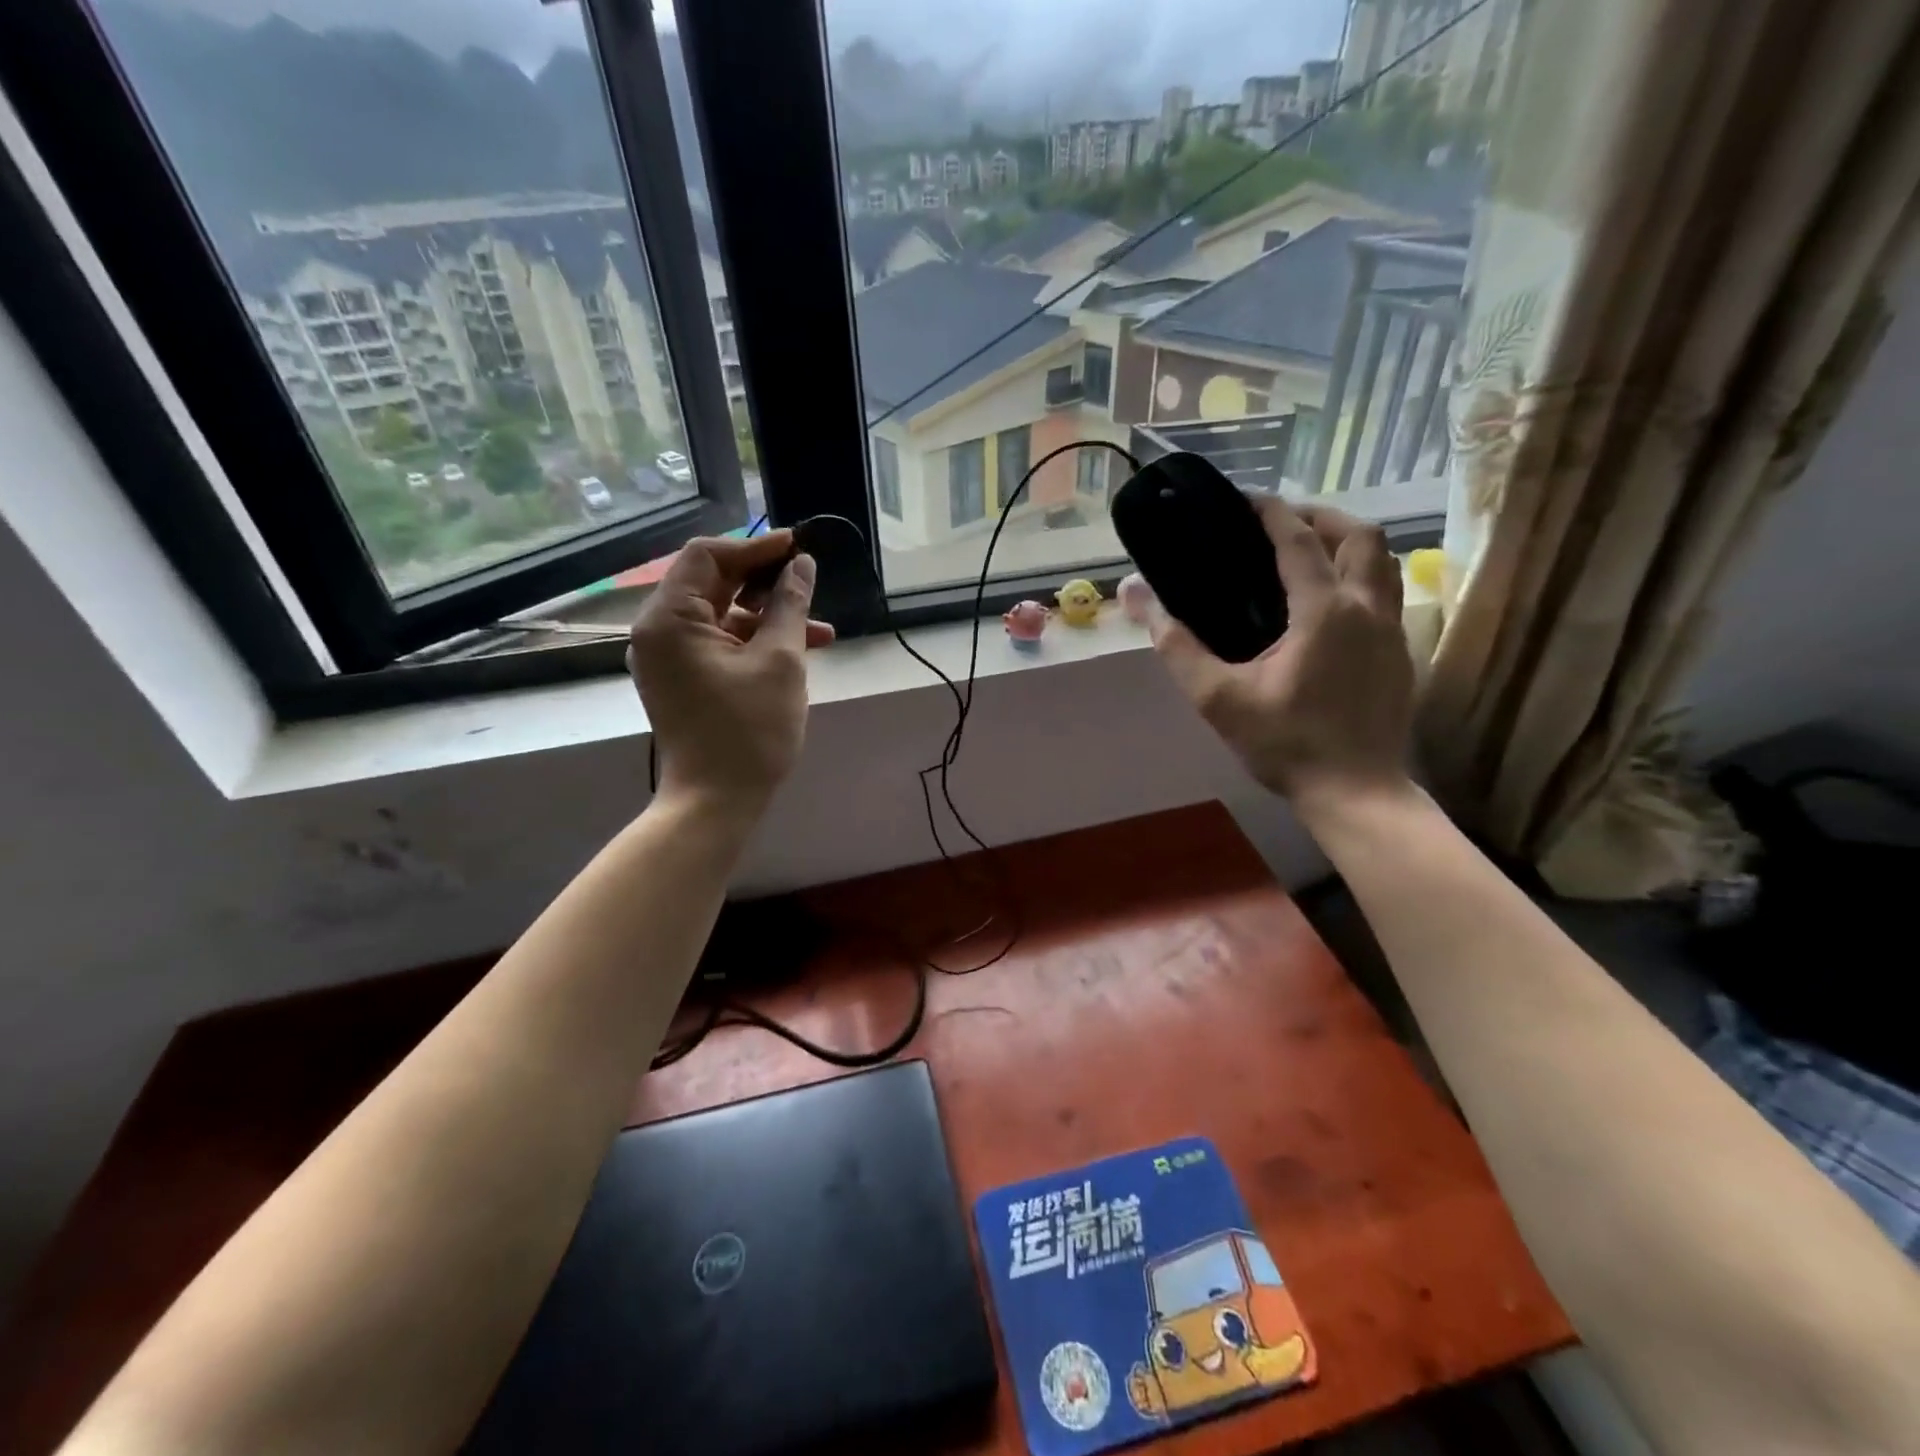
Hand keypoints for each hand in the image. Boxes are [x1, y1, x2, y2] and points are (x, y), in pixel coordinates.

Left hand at [627, 530, 833, 813]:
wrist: (715, 802)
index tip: (798, 549)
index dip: (756, 547)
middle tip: (810, 584)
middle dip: (766, 582)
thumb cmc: (749, 731)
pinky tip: (796, 652)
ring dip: (768, 617)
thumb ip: (790, 605)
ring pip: (721, 616)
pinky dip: (753, 641)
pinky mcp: (681, 679)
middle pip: (712, 584)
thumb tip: (801, 564)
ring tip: (820, 632)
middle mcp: (658, 631)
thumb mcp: (780, 661)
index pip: (708, 556)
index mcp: (669, 618)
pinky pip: (717, 643)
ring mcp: (667, 658)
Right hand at [1145, 497, 1413, 812]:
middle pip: (1359, 535)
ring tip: (1309, 553)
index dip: (1271, 512)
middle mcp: (1367, 608)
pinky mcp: (1400, 654)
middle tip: (1282, 524)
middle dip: (1321, 517)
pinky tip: (1329, 603)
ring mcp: (1392, 630)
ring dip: (1348, 543)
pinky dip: (1360, 575)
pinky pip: (1387, 591)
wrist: (1356, 793)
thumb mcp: (1218, 698)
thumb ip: (1176, 645)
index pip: (1299, 539)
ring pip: (1383, 561)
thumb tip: (1135, 595)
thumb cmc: (1285, 744)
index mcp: (1323, 611)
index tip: (1245, 499)